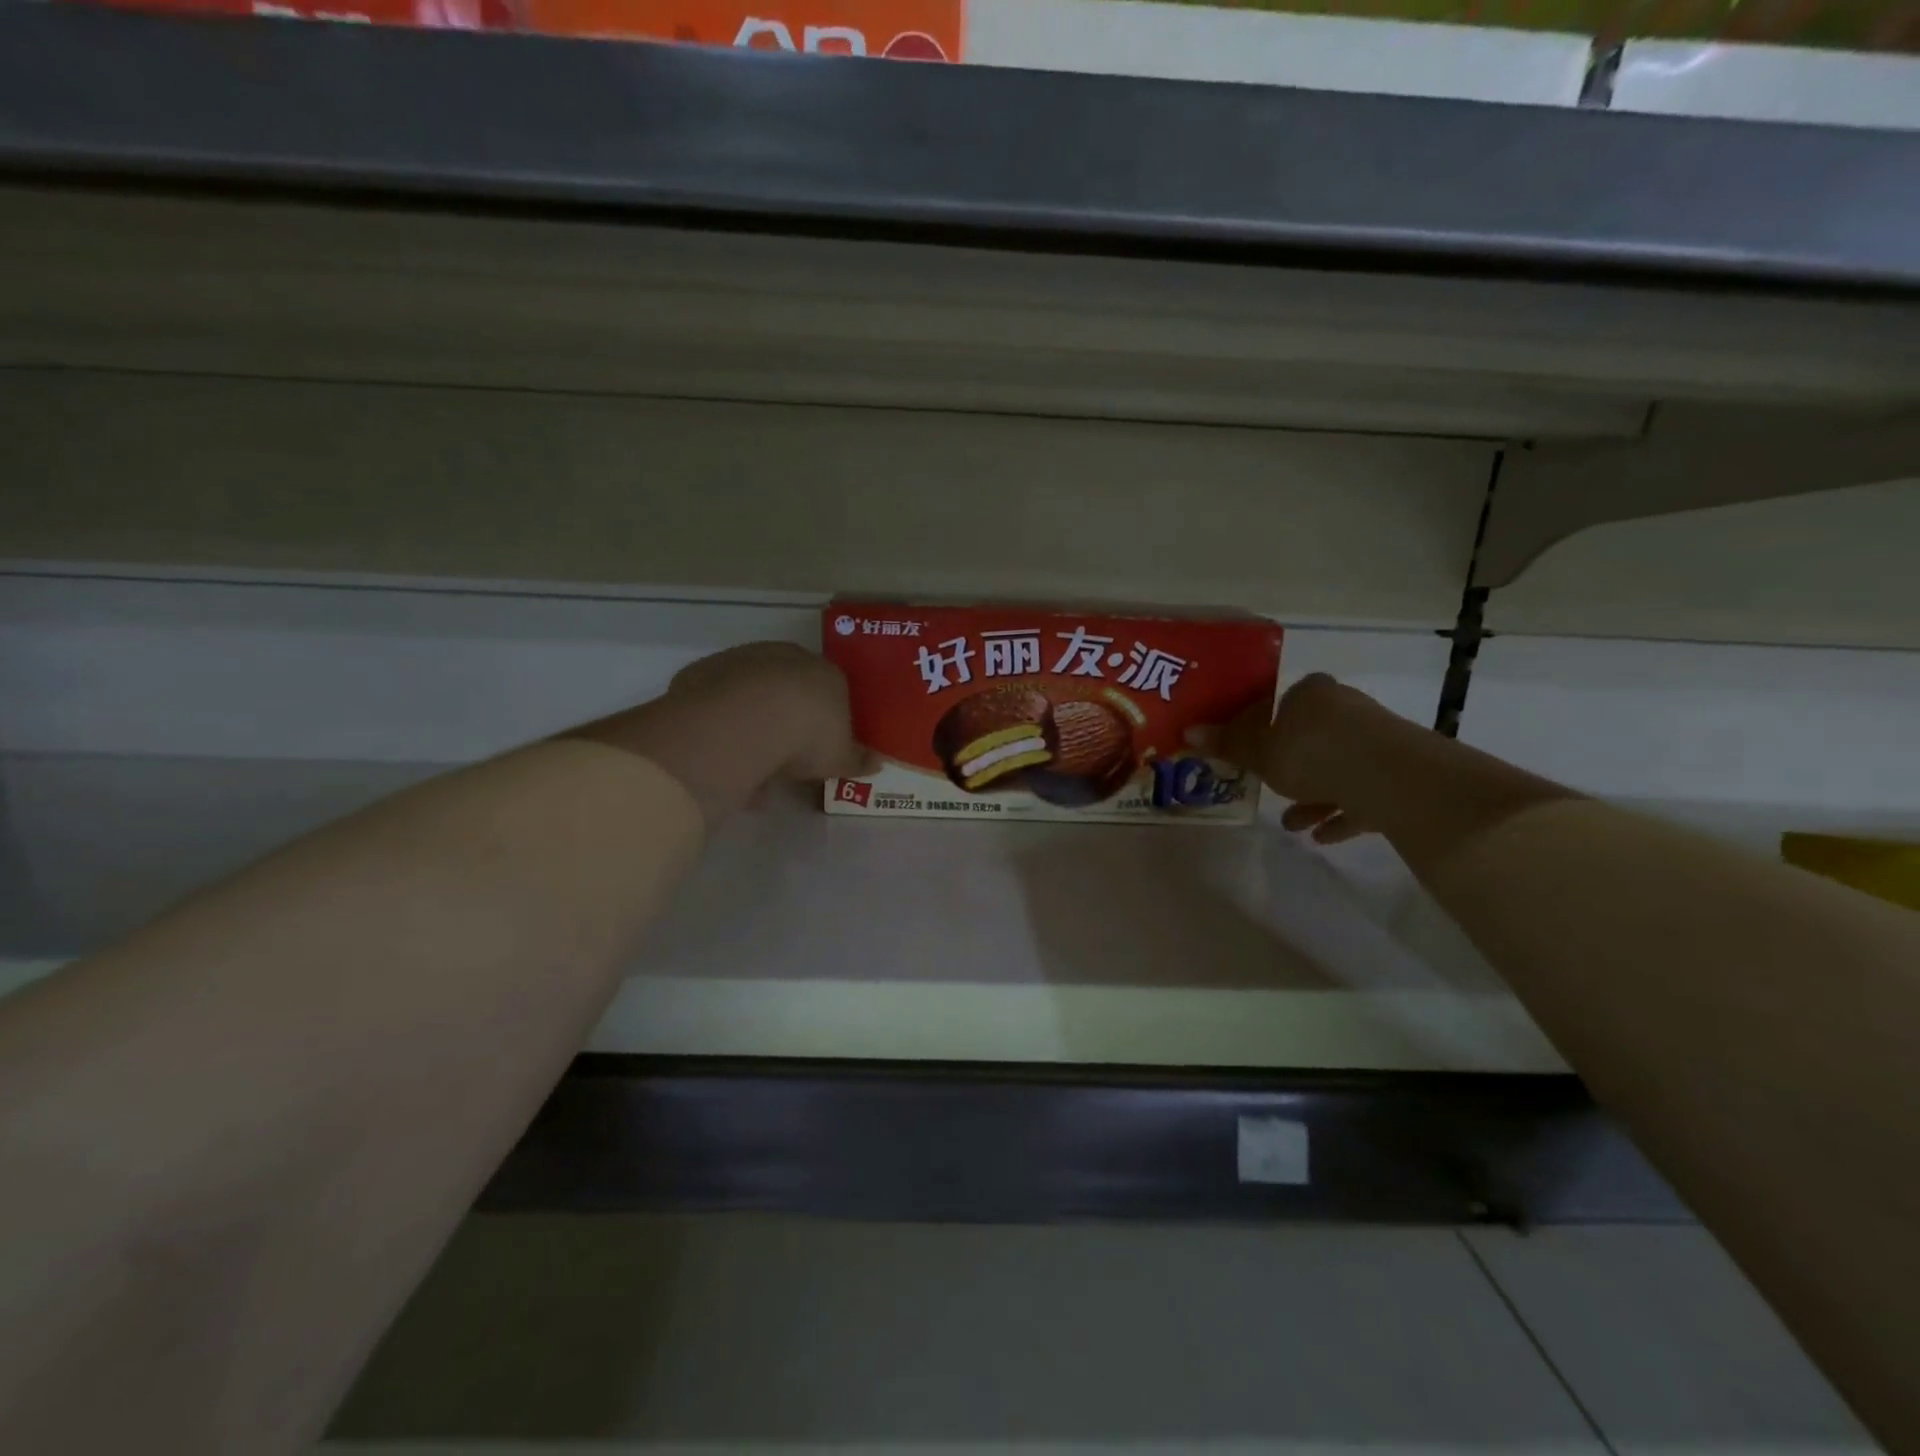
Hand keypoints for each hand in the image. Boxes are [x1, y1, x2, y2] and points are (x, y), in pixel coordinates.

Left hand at [565, 642, 867, 824]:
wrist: (746, 720)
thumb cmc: (807, 736)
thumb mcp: (840, 759)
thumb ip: (858, 760)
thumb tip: (877, 763)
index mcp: (826, 674)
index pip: (832, 691)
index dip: (825, 720)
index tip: (818, 747)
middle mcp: (786, 657)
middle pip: (789, 687)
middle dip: (786, 719)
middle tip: (782, 758)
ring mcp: (744, 659)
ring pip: (751, 693)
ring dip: (751, 724)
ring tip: (748, 767)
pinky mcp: (706, 670)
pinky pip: (718, 701)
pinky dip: (721, 724)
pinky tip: (721, 754)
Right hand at [1215, 673, 1391, 844]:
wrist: (1393, 780)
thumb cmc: (1313, 754)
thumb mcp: (1259, 752)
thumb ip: (1228, 744)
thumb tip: (1189, 731)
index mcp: (1311, 694)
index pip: (1278, 704)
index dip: (1258, 728)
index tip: (1246, 755)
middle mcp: (1345, 710)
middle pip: (1307, 738)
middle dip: (1286, 767)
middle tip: (1266, 788)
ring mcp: (1375, 742)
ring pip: (1334, 768)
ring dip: (1311, 795)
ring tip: (1290, 824)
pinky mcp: (1397, 775)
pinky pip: (1359, 794)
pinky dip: (1339, 812)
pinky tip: (1320, 835)